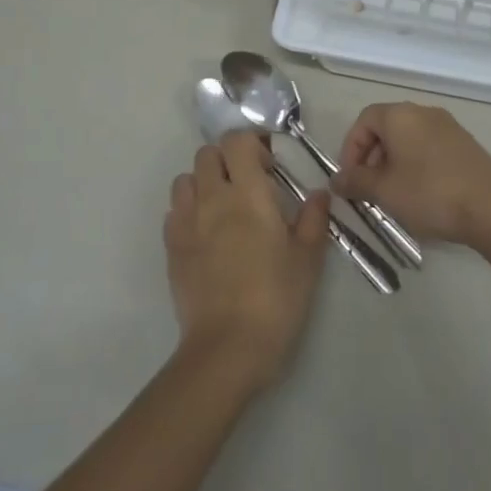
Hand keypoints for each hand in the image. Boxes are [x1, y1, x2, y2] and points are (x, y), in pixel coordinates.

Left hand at [164, 133, 330, 390]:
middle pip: (207, 154)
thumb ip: (314, 220)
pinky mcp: (171, 247)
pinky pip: (174, 212)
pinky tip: (205, 234)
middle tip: (248, 185)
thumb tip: (319, 193)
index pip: (237, 142)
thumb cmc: (275, 300)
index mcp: (247, 193)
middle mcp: (212, 198)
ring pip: (185, 179)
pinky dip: (188, 211)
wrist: (227, 348)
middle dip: (227, 160)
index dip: (251, 144)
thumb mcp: (307, 260)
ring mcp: (186, 222)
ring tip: (223, 207)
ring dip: (203, 183)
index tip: (268, 166)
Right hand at [331, 102, 490, 248]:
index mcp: (400, 115)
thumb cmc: (430, 194)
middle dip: (372, 156)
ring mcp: (448, 126)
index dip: (351, 148)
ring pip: (409, 137)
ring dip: (394, 161)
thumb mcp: (385, 191)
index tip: (350, 178)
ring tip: (394, 193)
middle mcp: (423, 112)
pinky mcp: (465, 143)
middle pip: (386, 126)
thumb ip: (356, 182)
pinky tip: (422, 192)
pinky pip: (429, 146)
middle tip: (369, 187)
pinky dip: (417, 163)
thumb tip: (336, 180)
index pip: (364, 120)